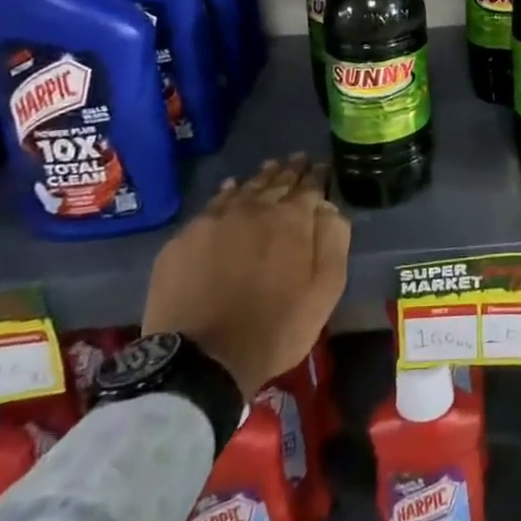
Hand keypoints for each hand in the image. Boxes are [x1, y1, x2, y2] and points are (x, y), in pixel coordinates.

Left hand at [142, 155, 349, 399]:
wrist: (201, 360)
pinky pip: (213, 204)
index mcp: (293, 219)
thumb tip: (329, 207)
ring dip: (262, 177)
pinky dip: (228, 192)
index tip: (322, 167)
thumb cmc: (275, 328)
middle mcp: (256, 208)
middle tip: (299, 159)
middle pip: (277, 181)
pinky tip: (231, 188)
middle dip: (291, 170)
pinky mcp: (186, 237)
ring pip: (246, 188)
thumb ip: (333, 241)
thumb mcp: (325, 290)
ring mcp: (217, 219)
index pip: (310, 186)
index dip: (318, 175)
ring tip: (271, 167)